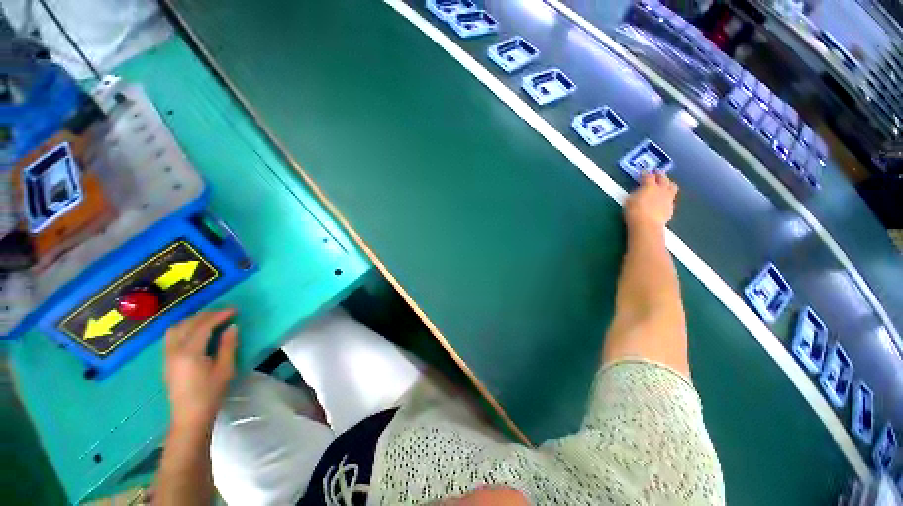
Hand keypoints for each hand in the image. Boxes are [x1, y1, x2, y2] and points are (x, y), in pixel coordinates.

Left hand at [164, 310, 237, 431]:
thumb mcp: (225, 369)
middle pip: (188, 324)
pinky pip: (172, 336)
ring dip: (193, 319)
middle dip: (206, 315)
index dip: (219, 316)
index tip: (234, 310)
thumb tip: (232, 327)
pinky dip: (184, 327)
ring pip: (176, 328)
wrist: (190, 416)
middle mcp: (175, 350)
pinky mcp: (166, 360)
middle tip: (224, 313)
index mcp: (190, 352)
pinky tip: (195, 331)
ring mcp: (168, 355)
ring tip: (209, 319)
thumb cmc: (211, 393)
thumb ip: (228, 345)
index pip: (203, 326)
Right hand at [624, 172, 677, 229]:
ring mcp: (668, 198)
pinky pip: (671, 198)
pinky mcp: (671, 208)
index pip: (648, 176)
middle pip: (663, 178)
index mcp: (649, 186)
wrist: (647, 225)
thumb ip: (636, 193)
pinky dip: (668, 196)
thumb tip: (640, 191)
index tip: (643, 172)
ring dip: (668, 183)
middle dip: (660, 174)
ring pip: (672, 186)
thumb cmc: (634, 212)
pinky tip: (664, 199)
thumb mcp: (629, 200)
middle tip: (657, 172)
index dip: (645, 173)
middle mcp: (661, 189)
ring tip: (665, 183)